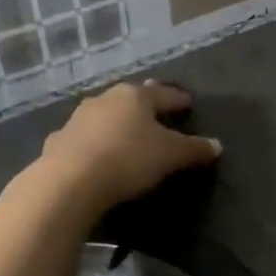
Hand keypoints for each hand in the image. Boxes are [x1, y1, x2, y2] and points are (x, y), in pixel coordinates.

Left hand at [37, 80, 220, 213]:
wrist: (70, 181)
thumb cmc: (129, 159)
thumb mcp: (171, 156)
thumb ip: (194, 149)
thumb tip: (216, 145)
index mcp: (135, 97)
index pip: (164, 94)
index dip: (178, 100)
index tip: (188, 103)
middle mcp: (105, 99)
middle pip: (132, 100)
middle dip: (145, 106)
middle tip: (157, 112)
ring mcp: (78, 118)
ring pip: (105, 116)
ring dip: (117, 123)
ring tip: (127, 134)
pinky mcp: (59, 141)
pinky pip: (84, 138)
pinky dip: (94, 143)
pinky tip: (96, 153)